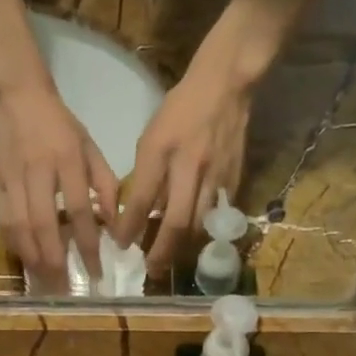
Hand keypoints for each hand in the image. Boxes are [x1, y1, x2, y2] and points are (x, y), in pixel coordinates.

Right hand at [0, 84, 117, 285]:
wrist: (16, 95)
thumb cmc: (59, 123)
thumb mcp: (90, 146)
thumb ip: (104, 183)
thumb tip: (112, 224)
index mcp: (67, 161)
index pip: (79, 212)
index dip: (87, 245)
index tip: (97, 273)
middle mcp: (38, 172)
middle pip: (45, 226)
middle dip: (55, 262)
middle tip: (65, 290)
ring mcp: (12, 179)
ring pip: (20, 227)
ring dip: (32, 259)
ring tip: (44, 283)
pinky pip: (2, 221)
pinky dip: (13, 244)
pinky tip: (24, 261)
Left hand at [116, 53, 254, 277]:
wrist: (225, 85)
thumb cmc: (180, 109)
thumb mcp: (152, 137)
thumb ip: (146, 174)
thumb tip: (137, 213)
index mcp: (162, 151)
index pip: (141, 199)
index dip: (129, 227)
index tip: (121, 246)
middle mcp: (189, 166)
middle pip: (176, 221)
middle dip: (162, 251)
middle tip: (152, 270)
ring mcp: (216, 174)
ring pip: (200, 223)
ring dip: (184, 247)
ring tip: (172, 260)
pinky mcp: (235, 178)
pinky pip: (219, 213)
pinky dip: (206, 231)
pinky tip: (196, 241)